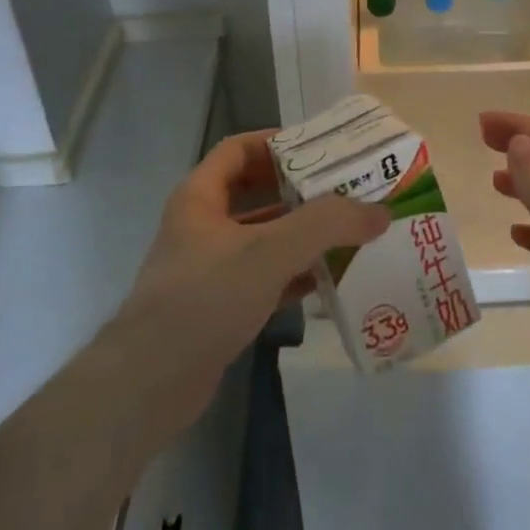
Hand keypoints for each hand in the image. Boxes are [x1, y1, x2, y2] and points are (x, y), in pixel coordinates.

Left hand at [102, 130, 388, 448]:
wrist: (149, 386)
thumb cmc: (204, 299)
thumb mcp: (269, 251)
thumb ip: (326, 225)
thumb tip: (380, 211)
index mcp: (201, 197)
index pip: (239, 149)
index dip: (278, 142)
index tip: (322, 148)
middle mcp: (203, 226)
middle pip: (256, 191)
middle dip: (300, 189)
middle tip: (346, 188)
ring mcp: (210, 268)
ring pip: (264, 237)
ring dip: (303, 233)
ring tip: (349, 230)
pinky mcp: (220, 306)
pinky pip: (265, 277)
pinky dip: (295, 273)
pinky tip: (330, 278)